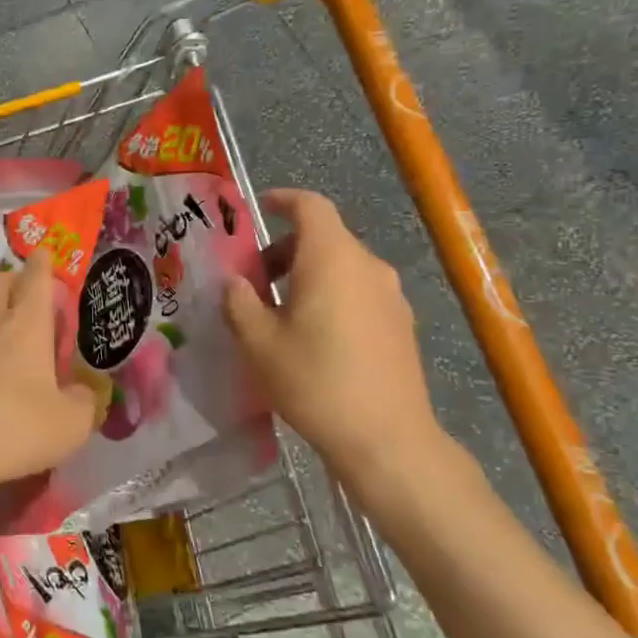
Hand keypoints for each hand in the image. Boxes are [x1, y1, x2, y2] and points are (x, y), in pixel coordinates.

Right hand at [223, 189, 445, 483]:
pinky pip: (359, 291)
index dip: (283, 200)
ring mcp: (391, 295)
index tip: (258, 209)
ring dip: (307, 274)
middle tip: (253, 280)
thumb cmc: (314, 381)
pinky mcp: (401, 323)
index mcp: (331, 258)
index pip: (310, 206)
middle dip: (284, 248)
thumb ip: (240, 302)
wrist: (386, 438)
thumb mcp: (258, 342)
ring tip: (278, 312)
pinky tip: (314, 335)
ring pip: (342, 266)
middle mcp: (367, 266)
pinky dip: (331, 295)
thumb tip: (236, 282)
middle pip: (324, 237)